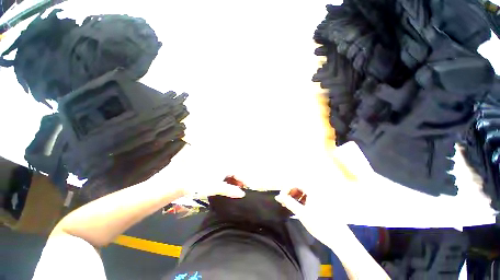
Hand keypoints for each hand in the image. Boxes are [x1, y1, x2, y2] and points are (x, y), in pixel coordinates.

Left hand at [148, 144, 245, 198]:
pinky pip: (221, 171)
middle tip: (237, 190)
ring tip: (230, 188)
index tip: (246, 189)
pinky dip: (224, 178)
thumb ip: (230, 190)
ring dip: (231, 180)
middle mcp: (221, 161)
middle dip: (237, 181)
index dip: (244, 181)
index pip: (239, 172)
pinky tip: (221, 183)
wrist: (177, 180)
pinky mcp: (209, 166)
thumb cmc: (198, 183)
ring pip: (227, 171)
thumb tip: (242, 194)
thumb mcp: (215, 188)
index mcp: (225, 165)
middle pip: (234, 171)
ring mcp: (215, 163)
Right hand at [273, 141, 372, 245]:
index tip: (281, 198)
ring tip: (290, 206)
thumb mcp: (301, 213)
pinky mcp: (323, 201)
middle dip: (290, 193)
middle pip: (299, 186)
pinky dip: (302, 200)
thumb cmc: (319, 224)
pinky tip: (299, 208)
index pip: (294, 183)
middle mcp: (316, 189)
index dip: (285, 189)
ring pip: (303, 191)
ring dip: (295, 196)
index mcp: (312, 189)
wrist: (339, 238)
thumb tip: (278, 196)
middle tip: (284, 202)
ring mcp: (320, 195)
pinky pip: (309, 196)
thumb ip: (288, 202)